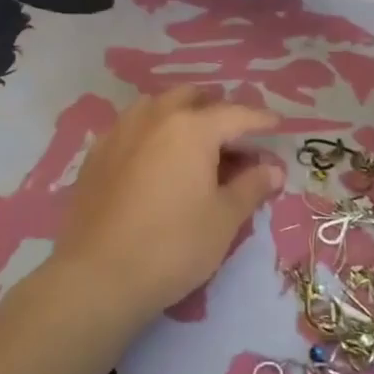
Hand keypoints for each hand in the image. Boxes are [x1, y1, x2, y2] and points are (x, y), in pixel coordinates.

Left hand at [49, 87, 283, 324]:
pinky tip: (156, 158)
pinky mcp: (96, 154)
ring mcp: (120, 132)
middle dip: (217, 110)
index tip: (277, 125)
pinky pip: (132, 127)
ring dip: (181, 114)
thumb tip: (273, 169)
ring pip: (157, 107)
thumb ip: (252, 186)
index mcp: (191, 128)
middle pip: (192, 98)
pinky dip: (152, 132)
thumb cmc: (173, 245)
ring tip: (194, 143)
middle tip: (234, 137)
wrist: (98, 275)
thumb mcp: (224, 219)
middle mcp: (154, 117)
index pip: (236, 114)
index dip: (260, 120)